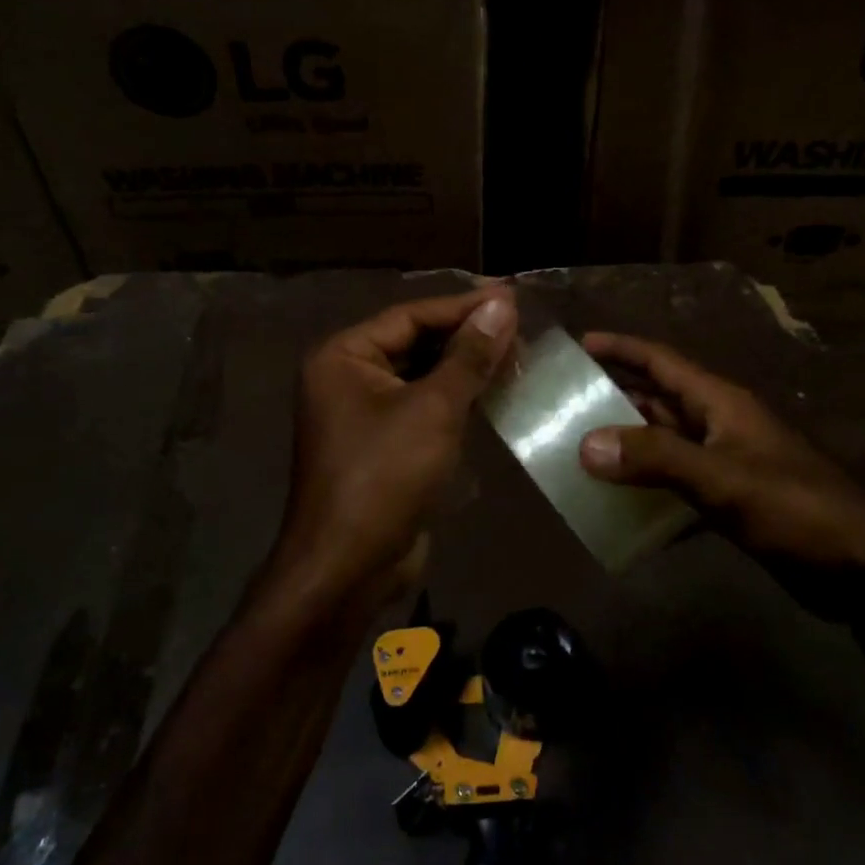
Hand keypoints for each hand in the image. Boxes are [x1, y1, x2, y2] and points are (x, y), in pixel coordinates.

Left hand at [268, 286, 517, 619]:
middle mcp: (348, 377)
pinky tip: (495, 392)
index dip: (463, 306)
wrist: (350, 567)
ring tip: (517, 354)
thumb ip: (469, 355)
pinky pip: (423, 407)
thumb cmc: (385, 476)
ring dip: (466, 367)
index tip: (512, 298)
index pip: (411, 315)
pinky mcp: (384, 444)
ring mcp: (364, 413)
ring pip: (423, 375)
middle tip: (520, 327)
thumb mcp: (433, 409)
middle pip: (415, 342)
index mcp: (344, 356)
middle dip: (466, 336)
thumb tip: (502, 305)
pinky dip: (457, 398)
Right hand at [576, 332, 864, 582]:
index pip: (662, 362)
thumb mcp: (723, 478)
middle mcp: (721, 424)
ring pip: (667, 443)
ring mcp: (728, 462)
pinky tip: (621, 505)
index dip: (621, 348)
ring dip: (629, 445)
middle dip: (615, 398)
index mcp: (722, 403)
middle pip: (659, 400)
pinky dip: (650, 488)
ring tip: (580, 451)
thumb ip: (656, 459)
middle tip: (565, 404)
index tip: (579, 343)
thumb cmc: (796, 508)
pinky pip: (679, 483)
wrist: (863, 569)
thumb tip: (587, 444)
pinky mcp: (733, 499)